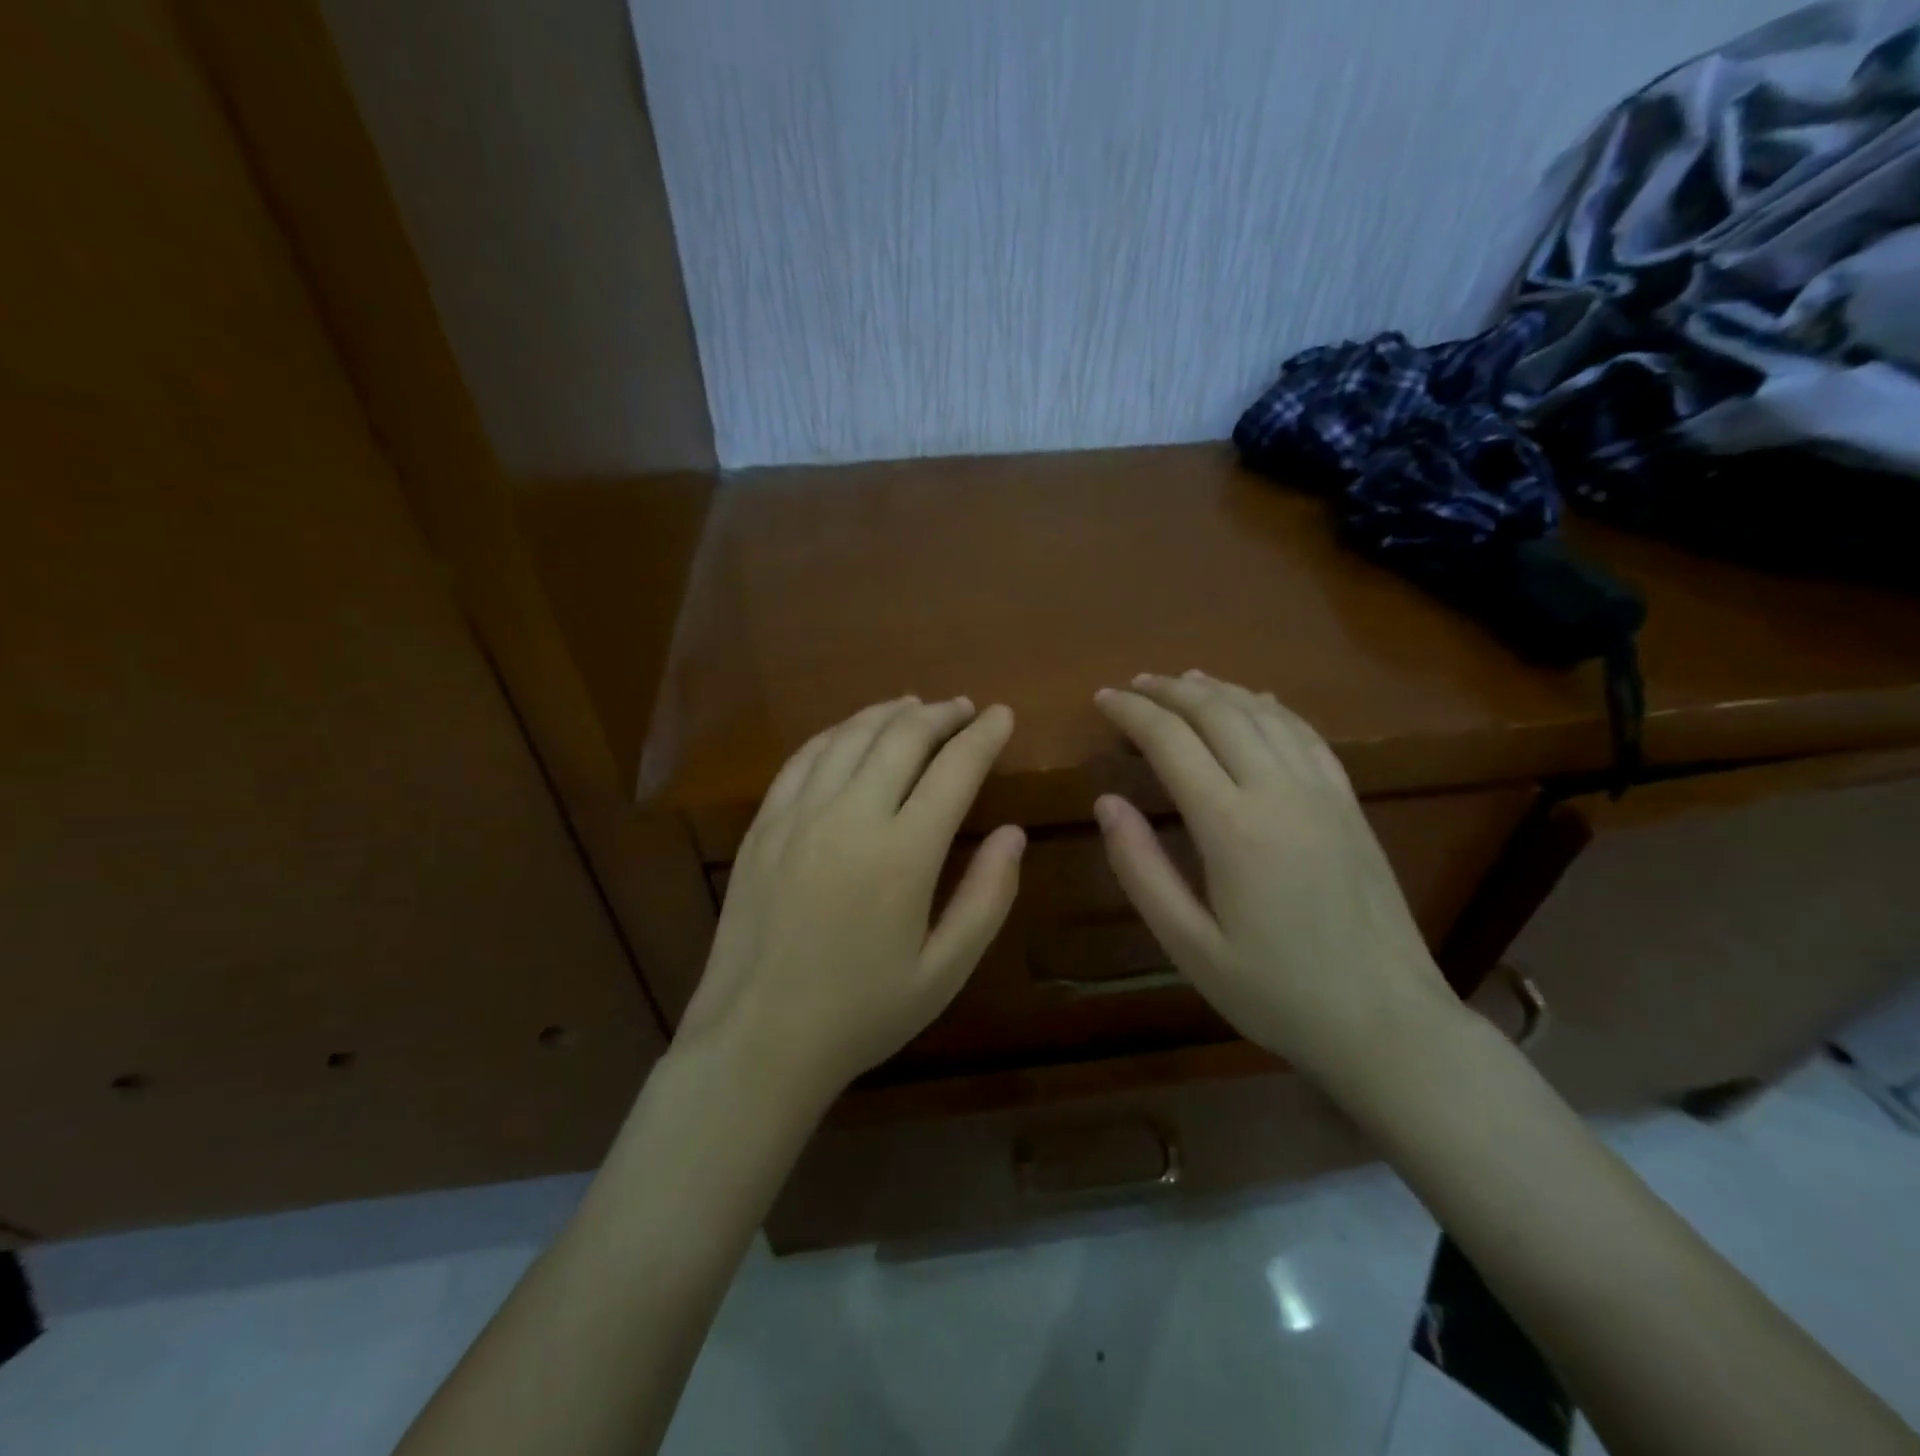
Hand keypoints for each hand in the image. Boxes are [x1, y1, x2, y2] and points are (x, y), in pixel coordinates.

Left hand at [678, 697, 1023, 1103]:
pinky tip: (851, 732)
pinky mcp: (763, 825)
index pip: (955, 769)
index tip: (1002, 715)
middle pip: (902, 738)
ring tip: (915, 707)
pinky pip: (803, 758)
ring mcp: (798, 816)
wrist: (757, 1041)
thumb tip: (1013, 833)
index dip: (984, 735)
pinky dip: (836, 734)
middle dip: (941, 714)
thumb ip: (987, 897)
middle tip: (964, 708)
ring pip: (850, 737)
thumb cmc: (861, 1014)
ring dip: (889, 714)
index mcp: (903, 855)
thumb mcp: (944, 972)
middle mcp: (850, 817)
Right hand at [1092, 671, 1456, 1086]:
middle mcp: (1279, 791)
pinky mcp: (1349, 803)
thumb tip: (1106, 803)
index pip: (1171, 741)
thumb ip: (1141, 869)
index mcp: (1233, 826)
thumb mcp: (1189, 946)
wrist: (1387, 1022)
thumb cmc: (1276, 992)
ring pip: (1263, 714)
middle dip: (1169, 691)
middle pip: (1218, 713)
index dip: (1132, 713)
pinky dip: (1270, 708)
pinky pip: (1306, 734)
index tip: (1101, 699)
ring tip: (1182, 681)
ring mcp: (1322, 792)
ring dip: (1217, 690)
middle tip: (1132, 685)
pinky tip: (1256, 702)